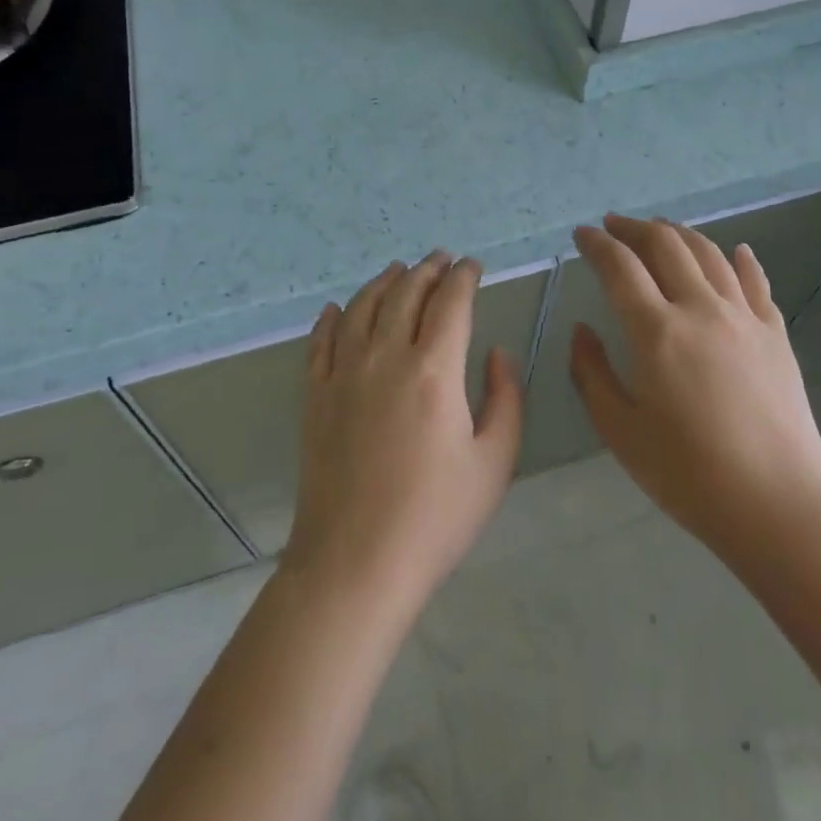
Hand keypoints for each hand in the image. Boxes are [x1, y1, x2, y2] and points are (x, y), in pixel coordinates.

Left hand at [282, 252, 523, 612]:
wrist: (355, 562)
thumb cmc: (435, 516)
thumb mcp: (494, 461)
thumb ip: (505, 397)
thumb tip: (497, 352)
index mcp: (434, 369)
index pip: (451, 301)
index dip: (465, 277)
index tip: (474, 266)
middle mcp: (385, 356)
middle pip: (406, 293)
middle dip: (428, 269)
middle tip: (441, 259)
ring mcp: (343, 373)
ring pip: (362, 307)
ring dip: (383, 282)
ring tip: (398, 270)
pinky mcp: (315, 395)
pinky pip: (320, 341)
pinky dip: (331, 318)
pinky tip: (336, 309)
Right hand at [570, 215, 820, 569]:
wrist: (780, 505)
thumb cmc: (690, 474)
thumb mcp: (621, 431)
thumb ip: (592, 373)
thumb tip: (583, 331)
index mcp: (656, 331)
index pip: (620, 267)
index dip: (596, 244)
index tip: (581, 234)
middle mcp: (700, 309)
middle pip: (665, 245)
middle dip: (634, 228)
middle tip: (614, 226)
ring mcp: (744, 318)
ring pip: (709, 254)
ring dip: (680, 233)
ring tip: (661, 228)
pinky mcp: (776, 335)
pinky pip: (756, 282)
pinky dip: (741, 260)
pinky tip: (737, 250)